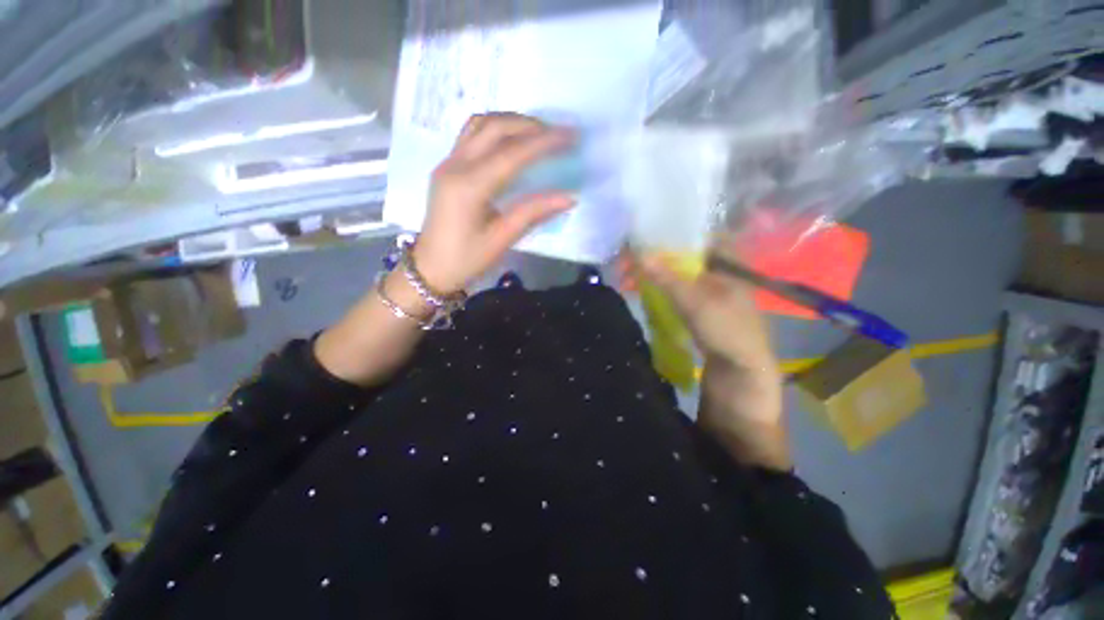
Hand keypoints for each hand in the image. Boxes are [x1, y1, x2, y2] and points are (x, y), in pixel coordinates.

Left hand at [413, 113, 576, 294]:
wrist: (430, 268)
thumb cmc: (466, 260)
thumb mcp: (502, 240)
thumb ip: (533, 213)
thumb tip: (569, 197)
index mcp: (469, 187)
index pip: (512, 154)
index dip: (544, 142)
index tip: (570, 135)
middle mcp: (455, 165)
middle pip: (495, 127)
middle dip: (529, 125)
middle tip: (557, 133)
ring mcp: (448, 163)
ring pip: (480, 124)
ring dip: (511, 122)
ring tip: (537, 133)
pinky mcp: (446, 166)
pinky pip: (471, 134)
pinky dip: (495, 129)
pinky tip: (511, 141)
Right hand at [623, 249, 789, 469]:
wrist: (741, 394)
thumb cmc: (731, 342)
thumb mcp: (700, 306)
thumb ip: (671, 279)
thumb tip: (639, 252)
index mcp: (733, 271)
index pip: (706, 239)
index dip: (680, 231)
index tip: (650, 228)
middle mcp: (722, 282)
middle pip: (688, 259)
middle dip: (661, 254)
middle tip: (631, 251)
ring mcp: (708, 303)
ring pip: (678, 278)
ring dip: (656, 274)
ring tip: (629, 269)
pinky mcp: (695, 322)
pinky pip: (674, 299)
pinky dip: (658, 293)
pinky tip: (640, 291)